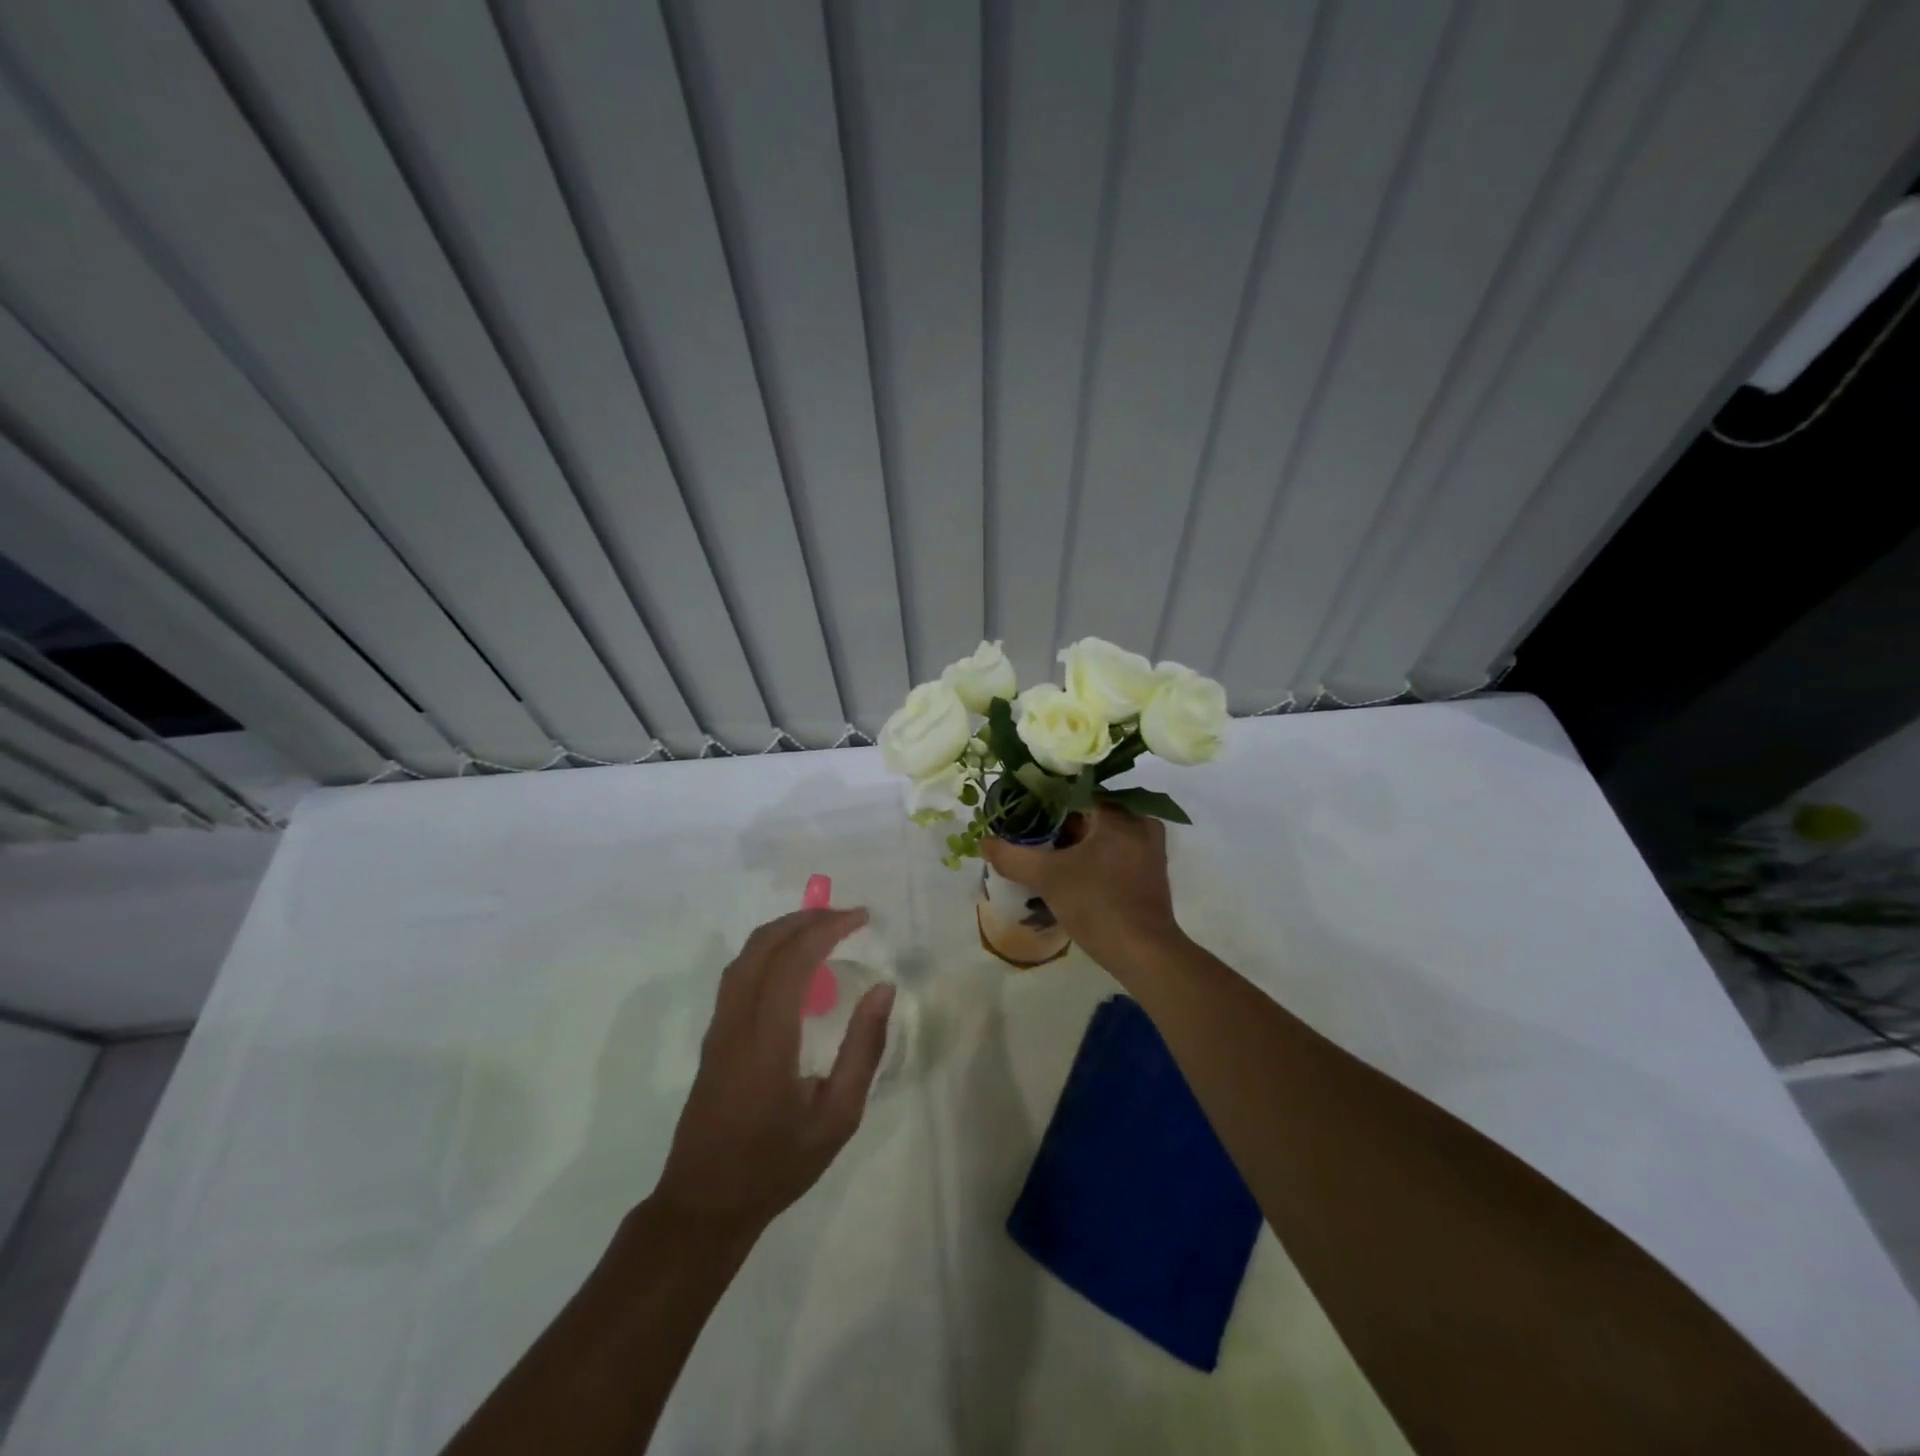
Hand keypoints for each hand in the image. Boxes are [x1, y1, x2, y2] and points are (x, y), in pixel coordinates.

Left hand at [652, 909, 893, 1236]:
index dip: (827, 928)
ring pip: (745, 955)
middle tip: (846, 916)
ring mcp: (718, 1027)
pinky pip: (739, 973)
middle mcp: (736, 1022)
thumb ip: (863, 1050)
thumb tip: (883, 989)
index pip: (793, 961)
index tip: (861, 917)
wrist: (704, 1205)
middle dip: (806, 918)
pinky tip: (794, 962)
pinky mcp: (713, 1036)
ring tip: (824, 928)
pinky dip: (769, 950)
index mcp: (767, 1040)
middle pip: (763, 945)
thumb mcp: (837, 1118)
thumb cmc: (777, 1165)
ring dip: (784, 930)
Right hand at [980, 805, 1185, 974]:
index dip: (1044, 798)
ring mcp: (1149, 848)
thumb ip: (1012, 857)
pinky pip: (1113, 850)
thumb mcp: (1047, 878)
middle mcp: (1140, 823)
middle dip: (1058, 822)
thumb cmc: (1098, 905)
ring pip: (1101, 833)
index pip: (1076, 791)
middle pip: (1089, 812)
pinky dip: (1090, 855)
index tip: (1020, 808)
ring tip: (1040, 848)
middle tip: (1026, 830)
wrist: (1144, 954)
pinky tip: (1066, 868)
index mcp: (1120, 814)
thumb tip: (983, 842)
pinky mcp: (1149, 871)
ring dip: (1073, 840)